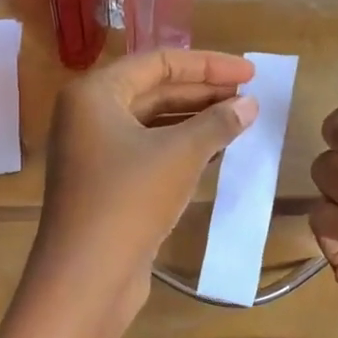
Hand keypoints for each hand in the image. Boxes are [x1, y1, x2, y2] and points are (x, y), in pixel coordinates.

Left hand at [31, 49, 257, 326]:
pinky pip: (147, 152)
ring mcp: (93, 152)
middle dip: (203, 93)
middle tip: (249, 98)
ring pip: (151, 124)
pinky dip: (180, 148)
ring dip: (195, 122)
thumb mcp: (180, 155)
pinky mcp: (104, 184)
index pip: (158, 62)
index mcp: (95, 93)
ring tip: (240, 122)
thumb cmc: (130, 199)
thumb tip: (249, 104)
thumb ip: (217, 123)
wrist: (87, 275)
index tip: (250, 73)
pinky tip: (216, 153)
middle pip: (153, 90)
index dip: (208, 64)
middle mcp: (87, 115)